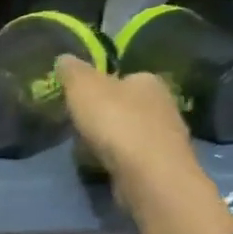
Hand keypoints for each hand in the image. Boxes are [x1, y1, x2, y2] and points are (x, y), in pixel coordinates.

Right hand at [58, 56, 194, 184]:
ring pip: (131, 133)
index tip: (80, 100)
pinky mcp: (164, 167)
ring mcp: (167, 138)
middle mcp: (164, 104)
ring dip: (112, 140)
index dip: (100, 87)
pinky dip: (119, 161)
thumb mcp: (83, 87)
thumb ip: (72, 71)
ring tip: (88, 149)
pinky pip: (135, 158)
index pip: (123, 77)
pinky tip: (104, 167)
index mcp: (148, 80)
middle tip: (81, 126)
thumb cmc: (116, 121)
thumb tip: (64, 58)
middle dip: (106, 115)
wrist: (148, 174)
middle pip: (127, 105)